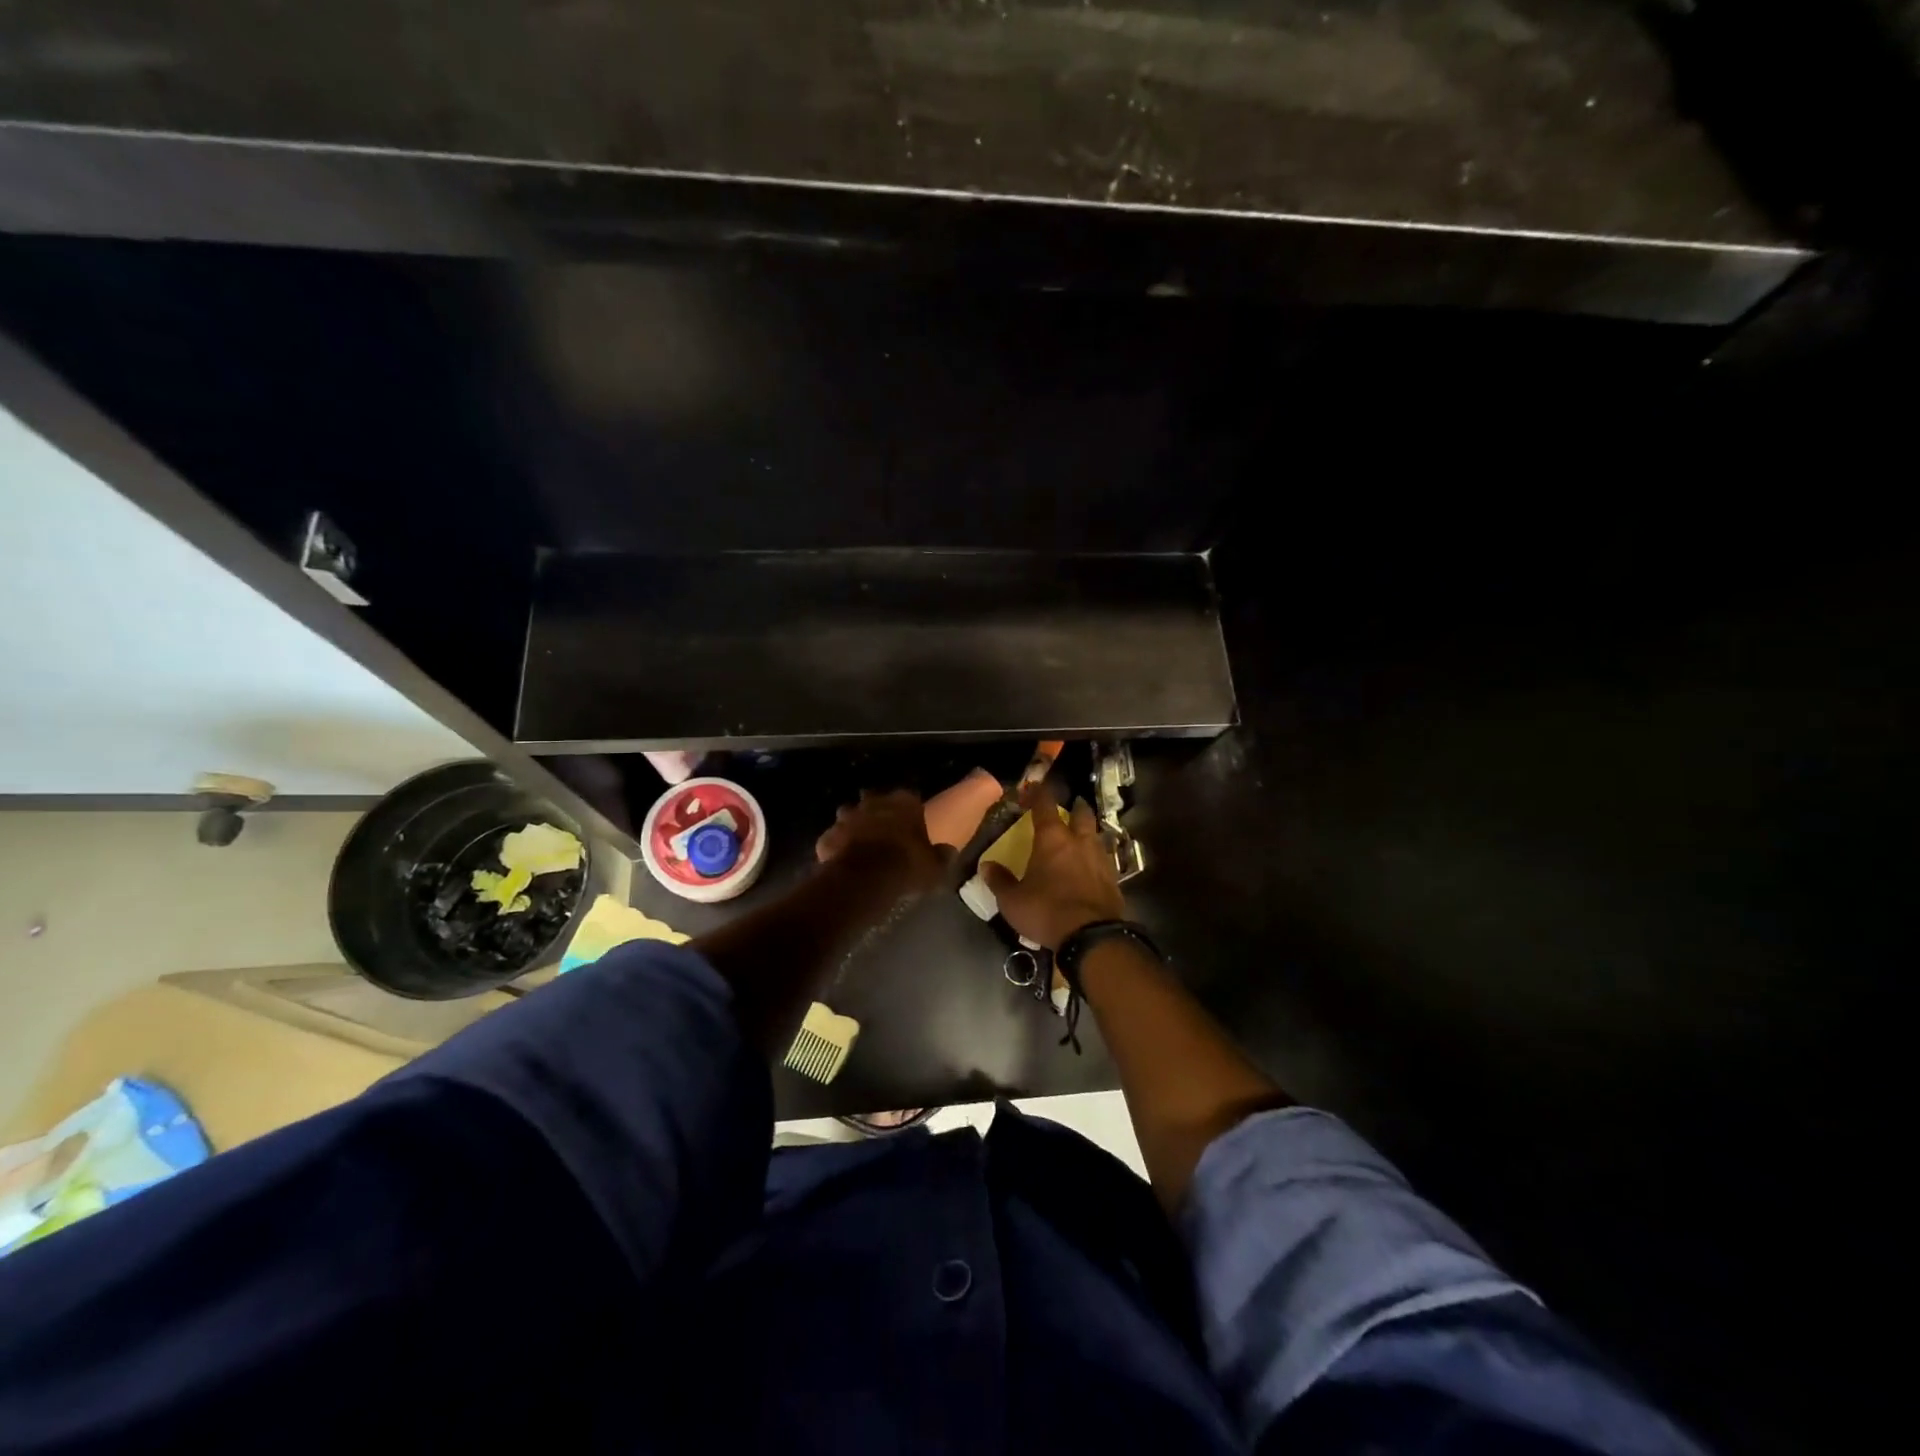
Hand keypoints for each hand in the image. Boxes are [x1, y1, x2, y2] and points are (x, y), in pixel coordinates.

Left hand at [815, 789, 948, 896]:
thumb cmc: (906, 866)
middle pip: (873, 799)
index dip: (909, 810)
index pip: (909, 797)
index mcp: (903, 803)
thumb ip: (942, 856)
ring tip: (860, 843)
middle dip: (876, 810)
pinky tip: (842, 859)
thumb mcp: (935, 866)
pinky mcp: (828, 836)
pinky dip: (836, 846)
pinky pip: (833, 838)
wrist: (865, 878)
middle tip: (882, 829)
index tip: (910, 822)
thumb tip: (948, 851)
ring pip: (848, 814)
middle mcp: (873, 803)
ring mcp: (847, 817)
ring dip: (853, 825)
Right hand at [982, 785, 1126, 949]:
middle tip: (1071, 806)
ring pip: (1096, 836)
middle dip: (1075, 808)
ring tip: (1082, 836)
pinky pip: (1105, 859)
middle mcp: (1079, 842)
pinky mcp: (1114, 879)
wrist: (1091, 936)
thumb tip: (986, 866)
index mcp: (1052, 839)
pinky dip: (1097, 857)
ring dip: (1089, 832)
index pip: (1045, 805)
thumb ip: (1000, 880)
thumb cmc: (1046, 910)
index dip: (1039, 793)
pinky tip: (1093, 866)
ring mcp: (1100, 859)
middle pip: (1081, 815)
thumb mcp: (1012, 900)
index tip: (1034, 786)